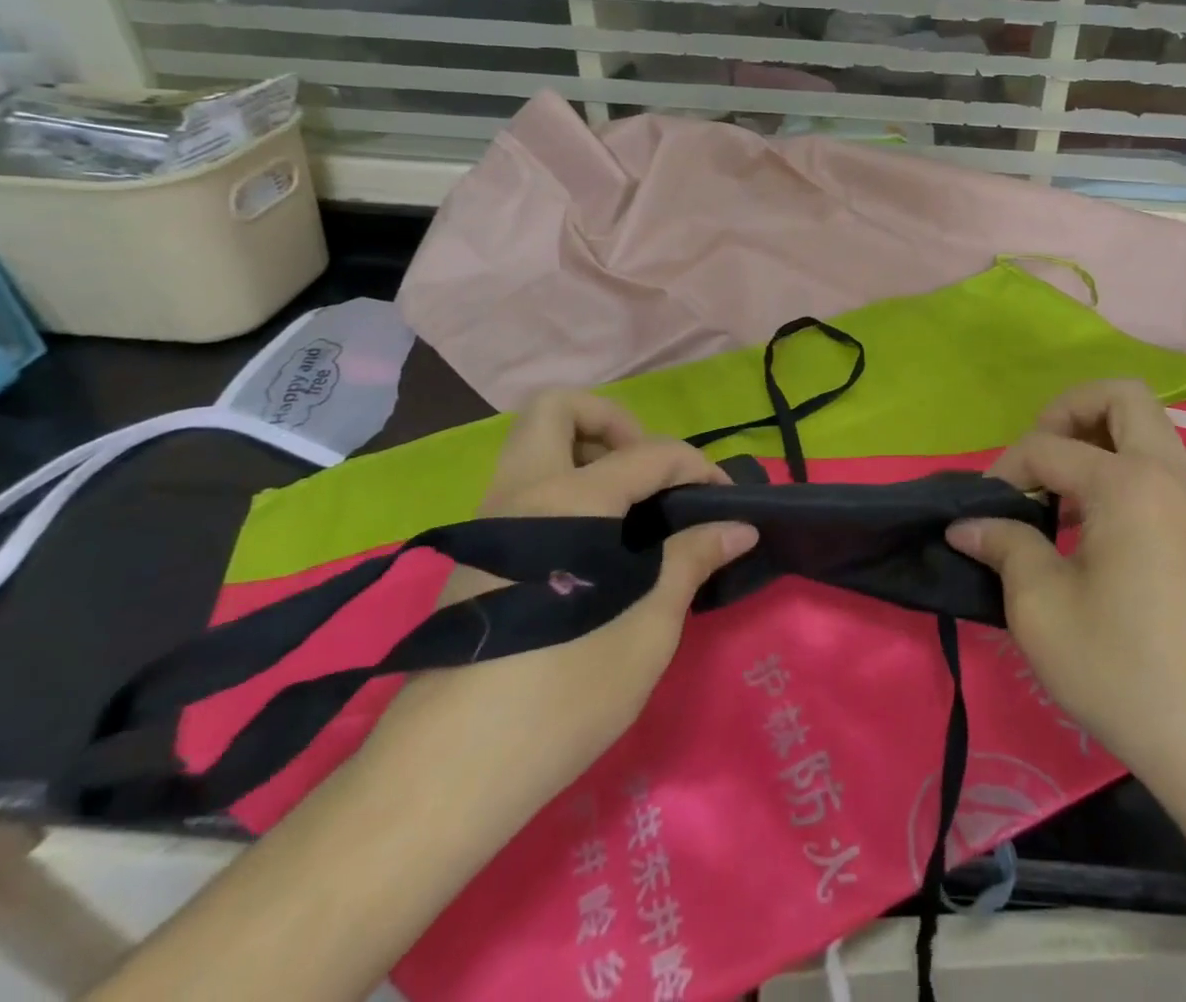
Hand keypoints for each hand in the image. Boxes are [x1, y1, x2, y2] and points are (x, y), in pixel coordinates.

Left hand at [363, 391, 755, 806]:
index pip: (648, 452)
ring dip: (585, 452)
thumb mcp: (647, 627)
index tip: (724, 500)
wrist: (445, 776)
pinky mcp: (474, 553)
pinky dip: (564, 488)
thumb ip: (691, 560)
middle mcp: (521, 493)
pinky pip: (523, 487)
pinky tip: (593, 546)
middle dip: (614, 422)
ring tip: (631, 508)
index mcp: (569, 501)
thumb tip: (739, 527)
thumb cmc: (561, 696)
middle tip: (649, 474)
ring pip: (533, 445)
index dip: (695, 466)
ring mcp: (488, 520)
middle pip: (558, 409)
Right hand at [948, 380, 1185, 777]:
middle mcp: (1170, 474)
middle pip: (1121, 396)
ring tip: (1059, 491)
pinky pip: (1159, 465)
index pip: (1048, 446)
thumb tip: (966, 524)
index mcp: (1128, 484)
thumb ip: (1003, 545)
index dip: (1005, 470)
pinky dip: (1120, 467)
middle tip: (1037, 459)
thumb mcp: (1040, 607)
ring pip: (1147, 427)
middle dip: (1068, 410)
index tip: (983, 513)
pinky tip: (1092, 522)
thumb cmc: (1121, 669)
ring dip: (1097, 437)